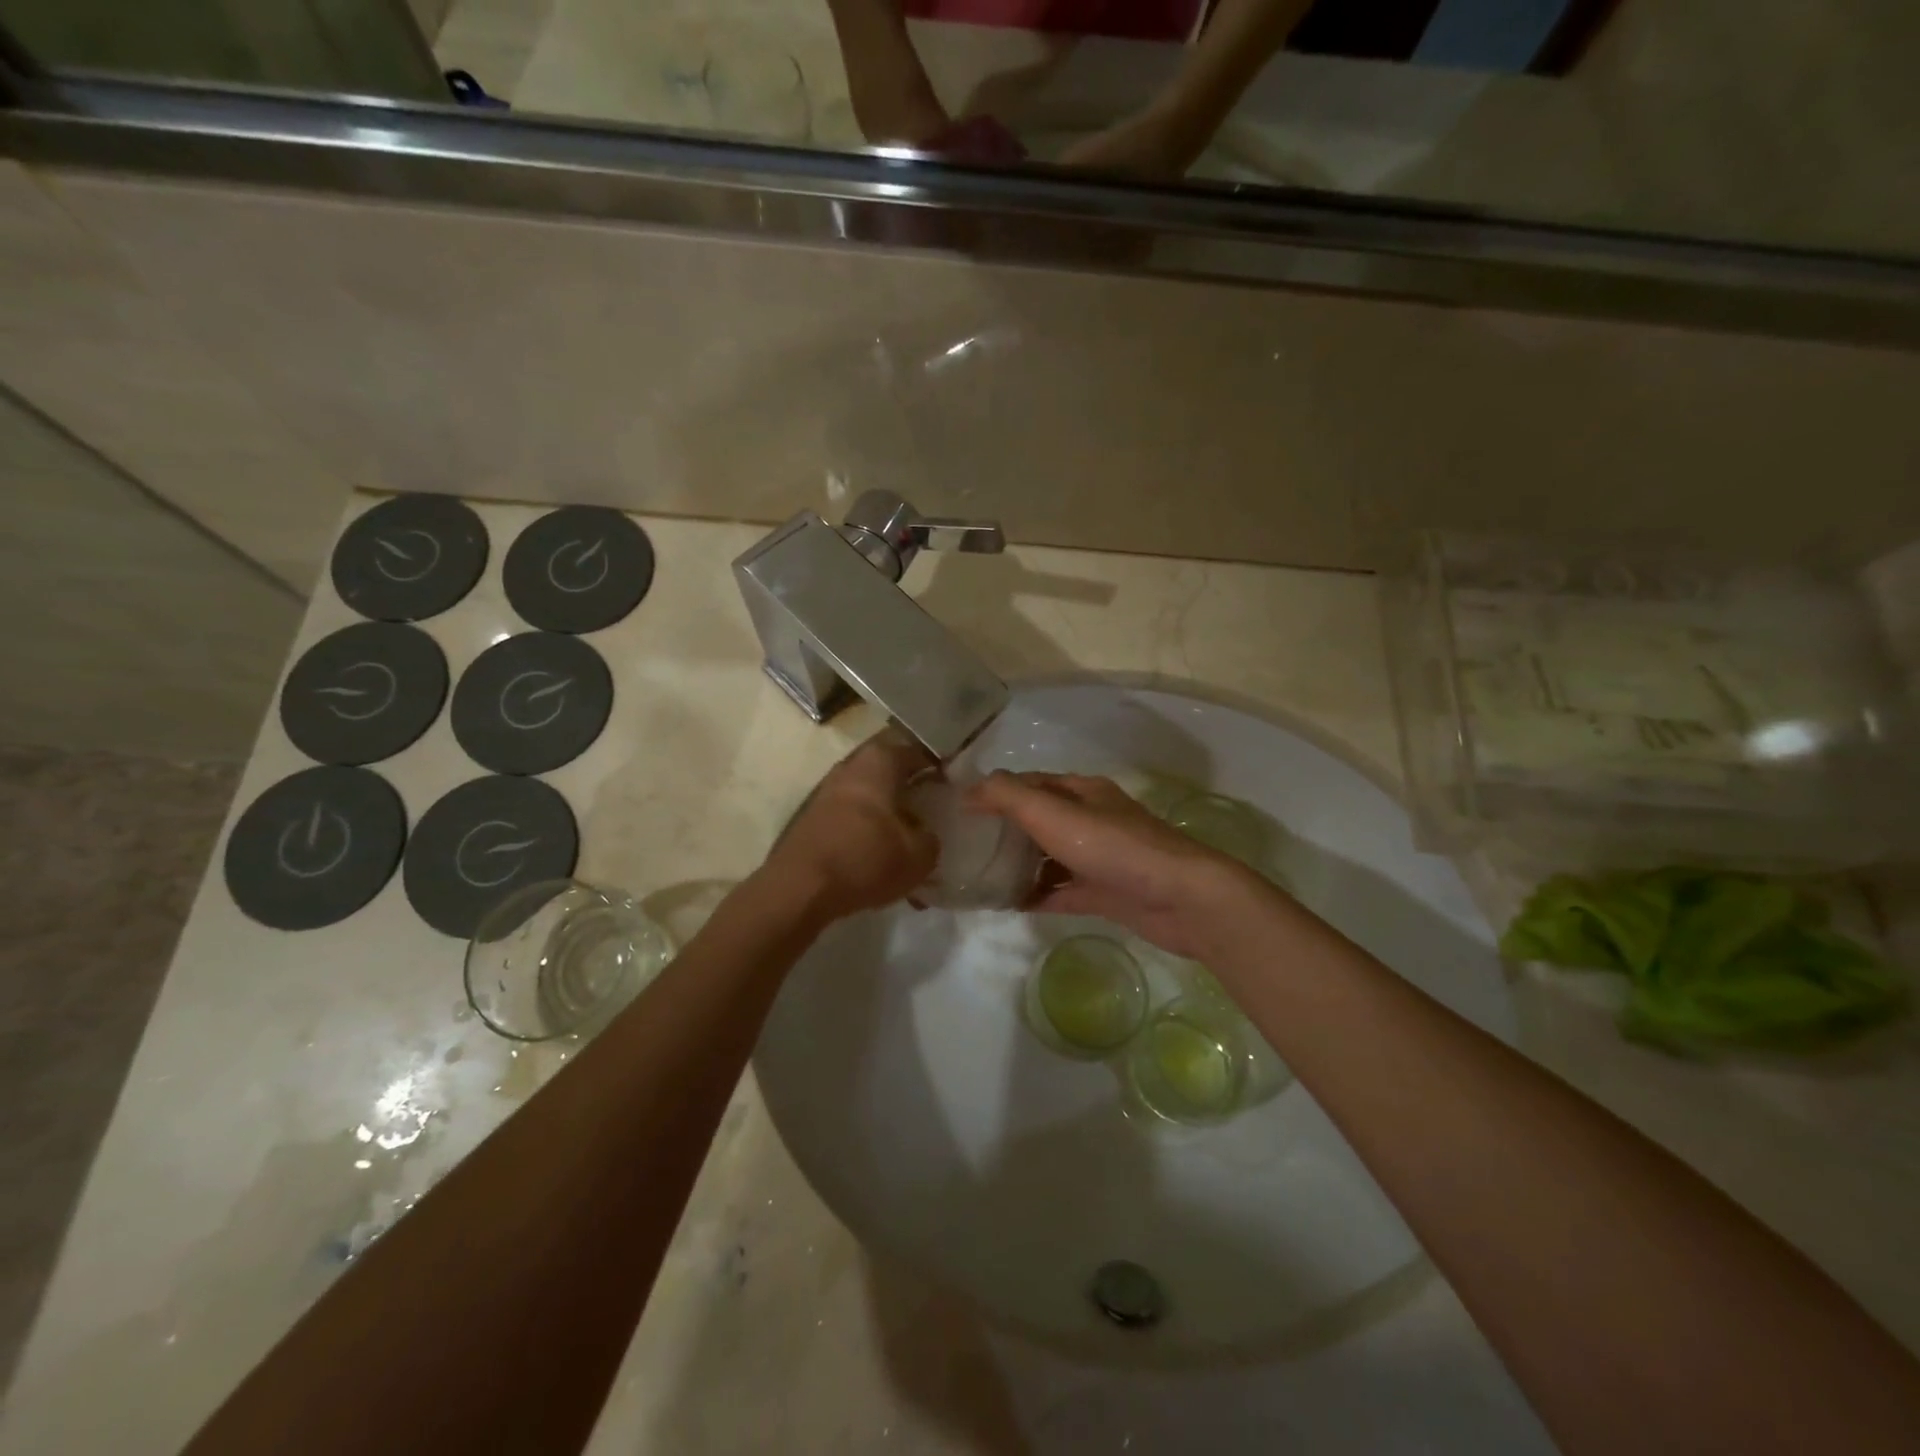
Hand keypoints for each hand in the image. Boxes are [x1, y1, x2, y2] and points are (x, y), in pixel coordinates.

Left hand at [762, 730, 938, 922]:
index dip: (941, 769)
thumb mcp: (919, 856)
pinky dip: (869, 835)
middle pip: (892, 772)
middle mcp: (851, 766)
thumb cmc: (866, 859)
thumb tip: (927, 835)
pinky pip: (852, 819)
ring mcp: (827, 791)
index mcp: (880, 761)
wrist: (799, 889)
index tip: (956, 789)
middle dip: (913, 792)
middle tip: (934, 815)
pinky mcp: (813, 818)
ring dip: (890, 817)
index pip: (919, 752)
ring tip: (909, 846)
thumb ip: (932, 839)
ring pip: (871, 797)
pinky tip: (881, 863)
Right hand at [966, 772, 1255, 959]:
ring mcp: (1098, 857)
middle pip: (1038, 819)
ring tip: (978, 877)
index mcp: (1081, 792)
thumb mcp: (1054, 813)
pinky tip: (1009, 904)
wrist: (1181, 898)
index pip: (1029, 784)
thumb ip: (1008, 797)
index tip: (958, 809)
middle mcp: (1090, 819)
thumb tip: (969, 790)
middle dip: (1003, 829)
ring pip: (1048, 856)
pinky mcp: (1104, 892)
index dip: (995, 792)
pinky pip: (1061, 890)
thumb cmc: (1113, 847)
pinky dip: (1037, 894)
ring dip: (1018, 864)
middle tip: (963, 846)